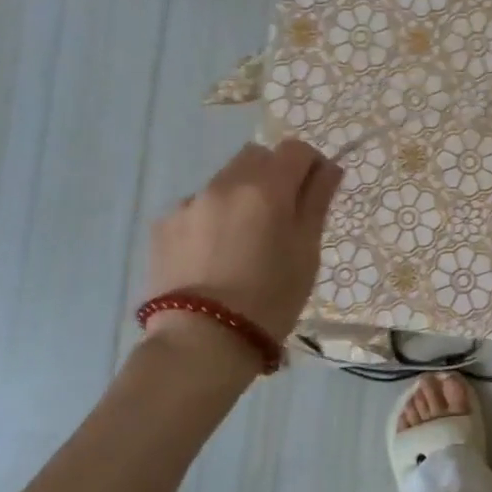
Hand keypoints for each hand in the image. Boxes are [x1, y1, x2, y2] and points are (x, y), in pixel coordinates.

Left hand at [145, 139, 342, 344]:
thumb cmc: (270, 299)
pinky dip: (211, 220)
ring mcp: (189, 202)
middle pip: (256, 157)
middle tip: (281, 217)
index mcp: (266, 188)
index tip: (315, 192)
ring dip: (240, 197)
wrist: (202, 342)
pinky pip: (197, 207)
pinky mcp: (163, 225)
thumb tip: (328, 169)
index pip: (295, 149)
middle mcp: (224, 184)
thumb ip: (317, 202)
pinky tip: (213, 257)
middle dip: (273, 175)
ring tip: (243, 243)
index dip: (310, 165)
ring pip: (224, 181)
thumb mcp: (306, 252)